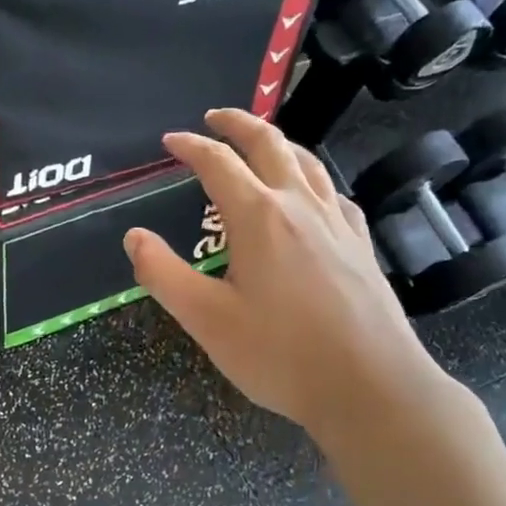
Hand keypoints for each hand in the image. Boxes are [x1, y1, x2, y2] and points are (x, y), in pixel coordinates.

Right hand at [124, 108, 447, 446]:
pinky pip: (333, 192)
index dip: (190, 146)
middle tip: (214, 117)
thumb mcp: (206, 320)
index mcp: (258, 217)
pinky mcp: (360, 245)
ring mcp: (337, 223)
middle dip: (238, 123)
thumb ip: (163, 274)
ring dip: (278, 142)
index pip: (218, 162)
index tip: (170, 141)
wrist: (372, 387)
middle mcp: (300, 206)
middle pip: (269, 143)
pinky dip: (311, 177)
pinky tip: (310, 194)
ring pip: (307, 162)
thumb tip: (133, 236)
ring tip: (259, 143)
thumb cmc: (281, 355)